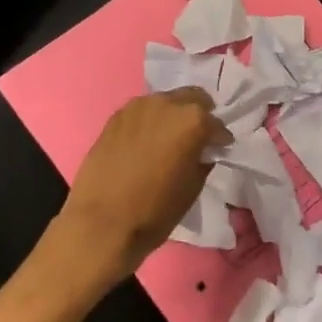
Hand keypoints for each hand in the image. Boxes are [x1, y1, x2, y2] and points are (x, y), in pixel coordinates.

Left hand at [38, 88, 228, 292]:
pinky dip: (150, 122)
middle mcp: (165, 104)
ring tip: (170, 139)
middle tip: (198, 137)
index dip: (220, 139)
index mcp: (191, 120)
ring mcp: (137, 107)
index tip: (219, 149)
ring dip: (173, 115)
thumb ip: (202, 160)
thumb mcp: (192, 188)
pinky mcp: (115, 117)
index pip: (216, 124)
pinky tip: (146, 142)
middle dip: (199, 114)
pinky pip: (142, 112)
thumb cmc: (155, 210)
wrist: (101, 222)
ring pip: (165, 102)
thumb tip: (202, 152)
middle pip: (192, 98)